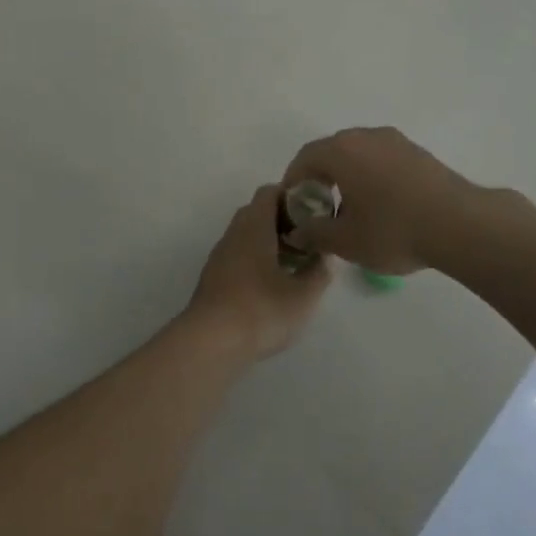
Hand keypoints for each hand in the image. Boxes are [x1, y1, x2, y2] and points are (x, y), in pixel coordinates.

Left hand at [186, 185, 331, 360]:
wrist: (210, 343)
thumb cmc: (261, 310)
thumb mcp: (303, 295)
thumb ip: (319, 272)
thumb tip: (324, 257)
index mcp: (254, 227)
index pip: (270, 192)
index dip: (292, 195)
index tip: (314, 212)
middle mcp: (233, 235)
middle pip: (257, 213)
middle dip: (283, 221)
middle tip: (308, 239)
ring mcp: (219, 257)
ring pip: (246, 236)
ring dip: (269, 242)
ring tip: (295, 264)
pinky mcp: (213, 279)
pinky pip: (238, 257)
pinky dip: (256, 260)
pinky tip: (272, 285)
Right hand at [281, 127, 479, 275]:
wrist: (460, 224)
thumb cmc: (393, 230)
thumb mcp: (346, 241)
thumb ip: (315, 233)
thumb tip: (299, 231)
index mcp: (342, 151)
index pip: (305, 158)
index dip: (293, 182)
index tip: (293, 207)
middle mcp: (366, 136)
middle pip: (332, 152)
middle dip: (320, 178)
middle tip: (319, 209)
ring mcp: (396, 141)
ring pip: (359, 154)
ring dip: (347, 177)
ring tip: (351, 210)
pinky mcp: (418, 152)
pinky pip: (382, 159)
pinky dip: (371, 176)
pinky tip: (381, 206)